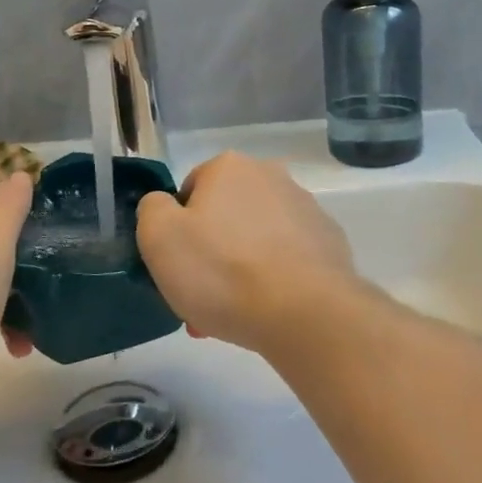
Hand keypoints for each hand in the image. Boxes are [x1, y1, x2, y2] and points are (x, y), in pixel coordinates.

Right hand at [136, 152, 360, 354]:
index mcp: (230, 167)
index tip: (178, 270)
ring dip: (241, 270)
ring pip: (256, 240)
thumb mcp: (160, 238)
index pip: (189, 193)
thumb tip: (166, 206)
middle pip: (225, 217)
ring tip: (234, 315)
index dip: (178, 233)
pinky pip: (288, 258)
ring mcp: (306, 208)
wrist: (306, 312)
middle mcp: (271, 175)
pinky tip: (269, 310)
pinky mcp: (329, 241)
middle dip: (211, 256)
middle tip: (202, 301)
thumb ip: (152, 209)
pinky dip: (275, 278)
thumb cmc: (223, 271)